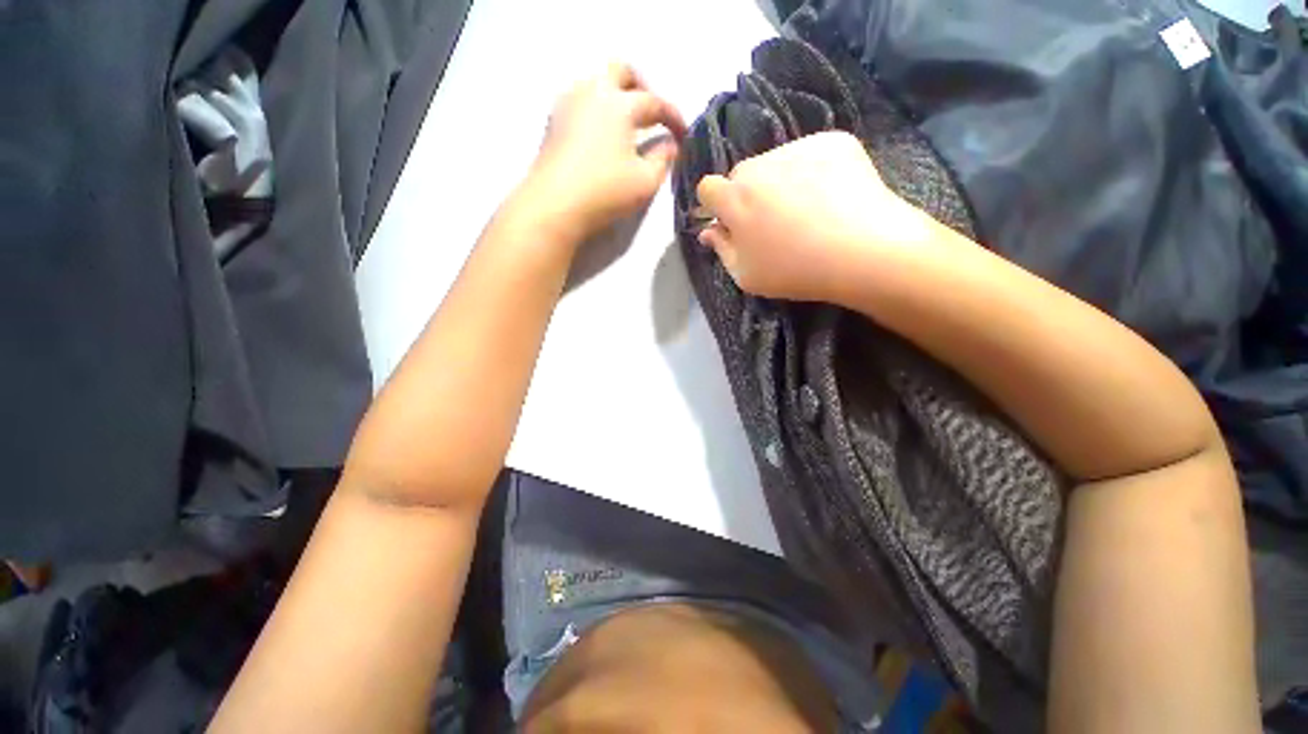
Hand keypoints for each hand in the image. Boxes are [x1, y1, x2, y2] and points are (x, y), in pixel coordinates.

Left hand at [526, 63, 686, 241]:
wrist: (553, 206)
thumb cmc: (605, 192)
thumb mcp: (645, 182)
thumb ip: (663, 159)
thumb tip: (670, 144)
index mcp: (619, 104)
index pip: (654, 102)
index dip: (674, 117)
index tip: (684, 135)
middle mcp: (592, 93)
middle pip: (621, 71)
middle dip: (643, 88)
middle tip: (652, 115)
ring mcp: (568, 104)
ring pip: (596, 82)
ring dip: (617, 95)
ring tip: (627, 125)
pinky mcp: (553, 122)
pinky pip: (580, 100)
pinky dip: (597, 108)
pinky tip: (601, 134)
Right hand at [696, 131, 931, 302]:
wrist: (865, 251)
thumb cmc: (795, 271)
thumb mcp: (746, 275)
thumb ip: (721, 249)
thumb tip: (707, 231)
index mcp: (734, 199)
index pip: (708, 188)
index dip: (715, 205)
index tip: (731, 223)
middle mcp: (760, 165)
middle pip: (741, 175)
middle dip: (747, 195)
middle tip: (771, 222)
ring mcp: (798, 148)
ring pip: (775, 163)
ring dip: (779, 181)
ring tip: (806, 210)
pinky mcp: (833, 140)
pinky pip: (809, 153)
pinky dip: (813, 170)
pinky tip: (830, 196)